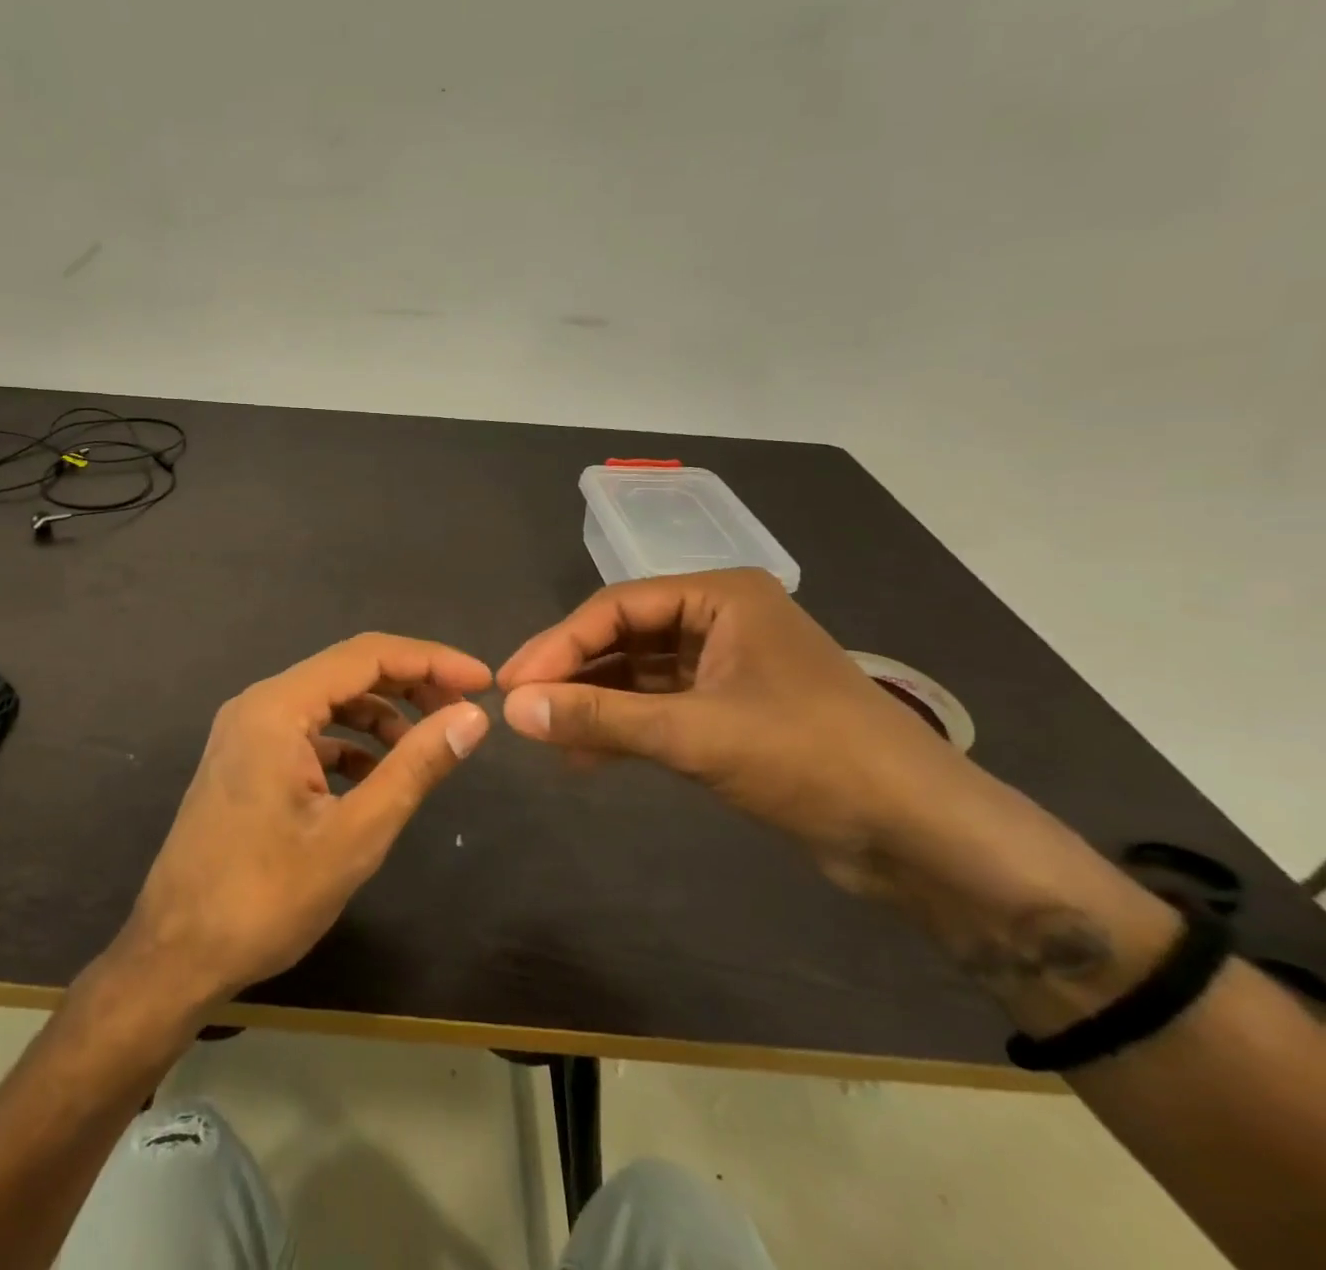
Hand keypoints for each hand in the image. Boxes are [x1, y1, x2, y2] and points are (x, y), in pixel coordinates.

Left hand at [117, 633, 491, 1010]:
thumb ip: (415, 767)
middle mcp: (258, 704)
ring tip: (426, 745)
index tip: (482, 682)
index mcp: (277, 708)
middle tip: (463, 709)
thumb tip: (471, 717)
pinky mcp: (245, 759)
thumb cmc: (265, 898)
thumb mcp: (354, 834)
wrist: (175, 957)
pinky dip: (349, 742)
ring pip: (328, 700)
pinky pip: (308, 731)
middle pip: (347, 670)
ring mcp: (246, 731)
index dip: (431, 660)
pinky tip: (376, 776)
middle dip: (410, 683)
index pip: (367, 656)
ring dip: (380, 714)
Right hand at [497, 569, 954, 889]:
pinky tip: (584, 757)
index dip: (557, 645)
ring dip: (593, 704)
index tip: (510, 685)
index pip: (615, 608)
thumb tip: (512, 710)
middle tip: (517, 708)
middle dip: (571, 674)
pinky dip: (623, 728)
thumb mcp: (695, 734)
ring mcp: (726, 666)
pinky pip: (659, 707)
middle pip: (624, 638)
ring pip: (638, 675)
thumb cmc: (812, 759)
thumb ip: (599, 718)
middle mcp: (720, 620)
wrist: (922, 836)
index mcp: (720, 597)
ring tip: (544, 735)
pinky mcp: (731, 711)